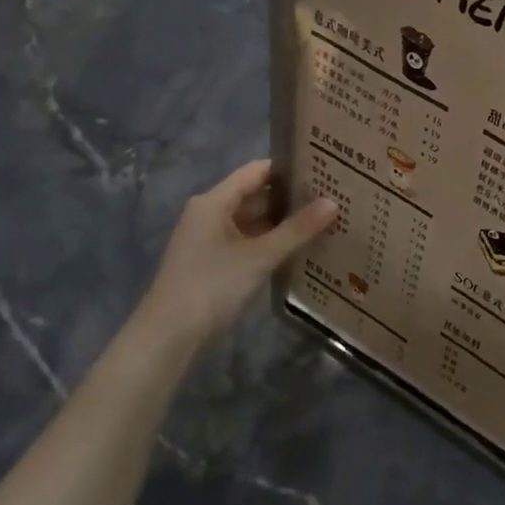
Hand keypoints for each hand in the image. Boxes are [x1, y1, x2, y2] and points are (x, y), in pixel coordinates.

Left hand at [131, 159, 336, 352]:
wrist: (169, 337)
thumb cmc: (212, 286)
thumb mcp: (260, 256)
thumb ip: (297, 229)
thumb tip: (334, 202)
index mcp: (214, 202)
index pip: (257, 171)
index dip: (289, 168)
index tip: (324, 168)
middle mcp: (210, 214)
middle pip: (256, 195)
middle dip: (292, 197)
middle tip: (334, 196)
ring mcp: (211, 240)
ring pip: (254, 221)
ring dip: (284, 222)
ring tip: (326, 220)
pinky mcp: (215, 263)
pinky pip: (250, 242)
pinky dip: (273, 242)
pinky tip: (302, 248)